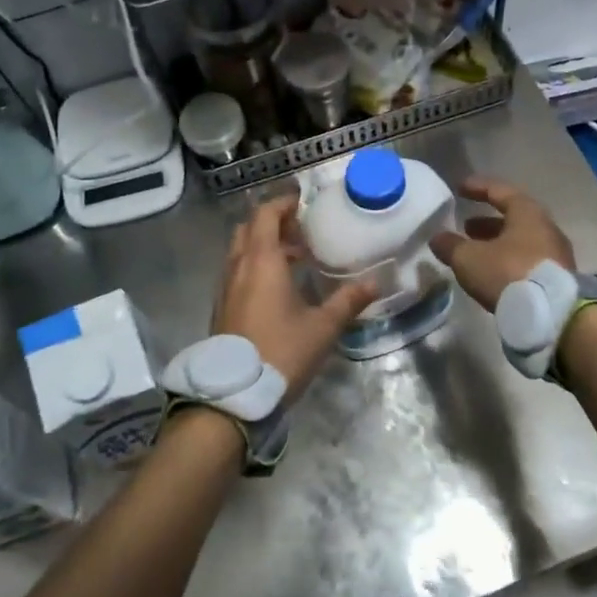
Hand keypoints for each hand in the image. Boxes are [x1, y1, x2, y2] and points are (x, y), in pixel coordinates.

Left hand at [214, 194, 376, 406]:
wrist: (235, 394)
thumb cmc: (281, 352)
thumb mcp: (322, 327)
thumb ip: (348, 301)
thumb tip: (375, 282)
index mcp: (262, 261)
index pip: (266, 215)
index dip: (283, 203)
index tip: (302, 201)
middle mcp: (238, 267)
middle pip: (249, 228)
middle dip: (273, 223)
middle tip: (300, 230)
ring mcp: (225, 287)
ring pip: (240, 251)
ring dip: (263, 245)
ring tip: (294, 257)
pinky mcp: (221, 307)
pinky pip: (236, 271)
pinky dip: (254, 265)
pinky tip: (277, 287)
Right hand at [430, 177, 576, 311]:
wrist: (553, 316)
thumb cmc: (509, 273)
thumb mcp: (469, 259)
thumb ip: (451, 246)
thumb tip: (437, 238)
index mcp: (527, 213)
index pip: (500, 191)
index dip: (478, 188)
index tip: (460, 188)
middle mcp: (546, 228)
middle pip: (514, 218)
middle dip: (487, 222)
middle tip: (466, 227)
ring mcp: (556, 254)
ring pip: (521, 242)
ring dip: (497, 244)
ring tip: (475, 253)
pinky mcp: (558, 279)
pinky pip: (528, 261)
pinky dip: (508, 261)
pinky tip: (493, 274)